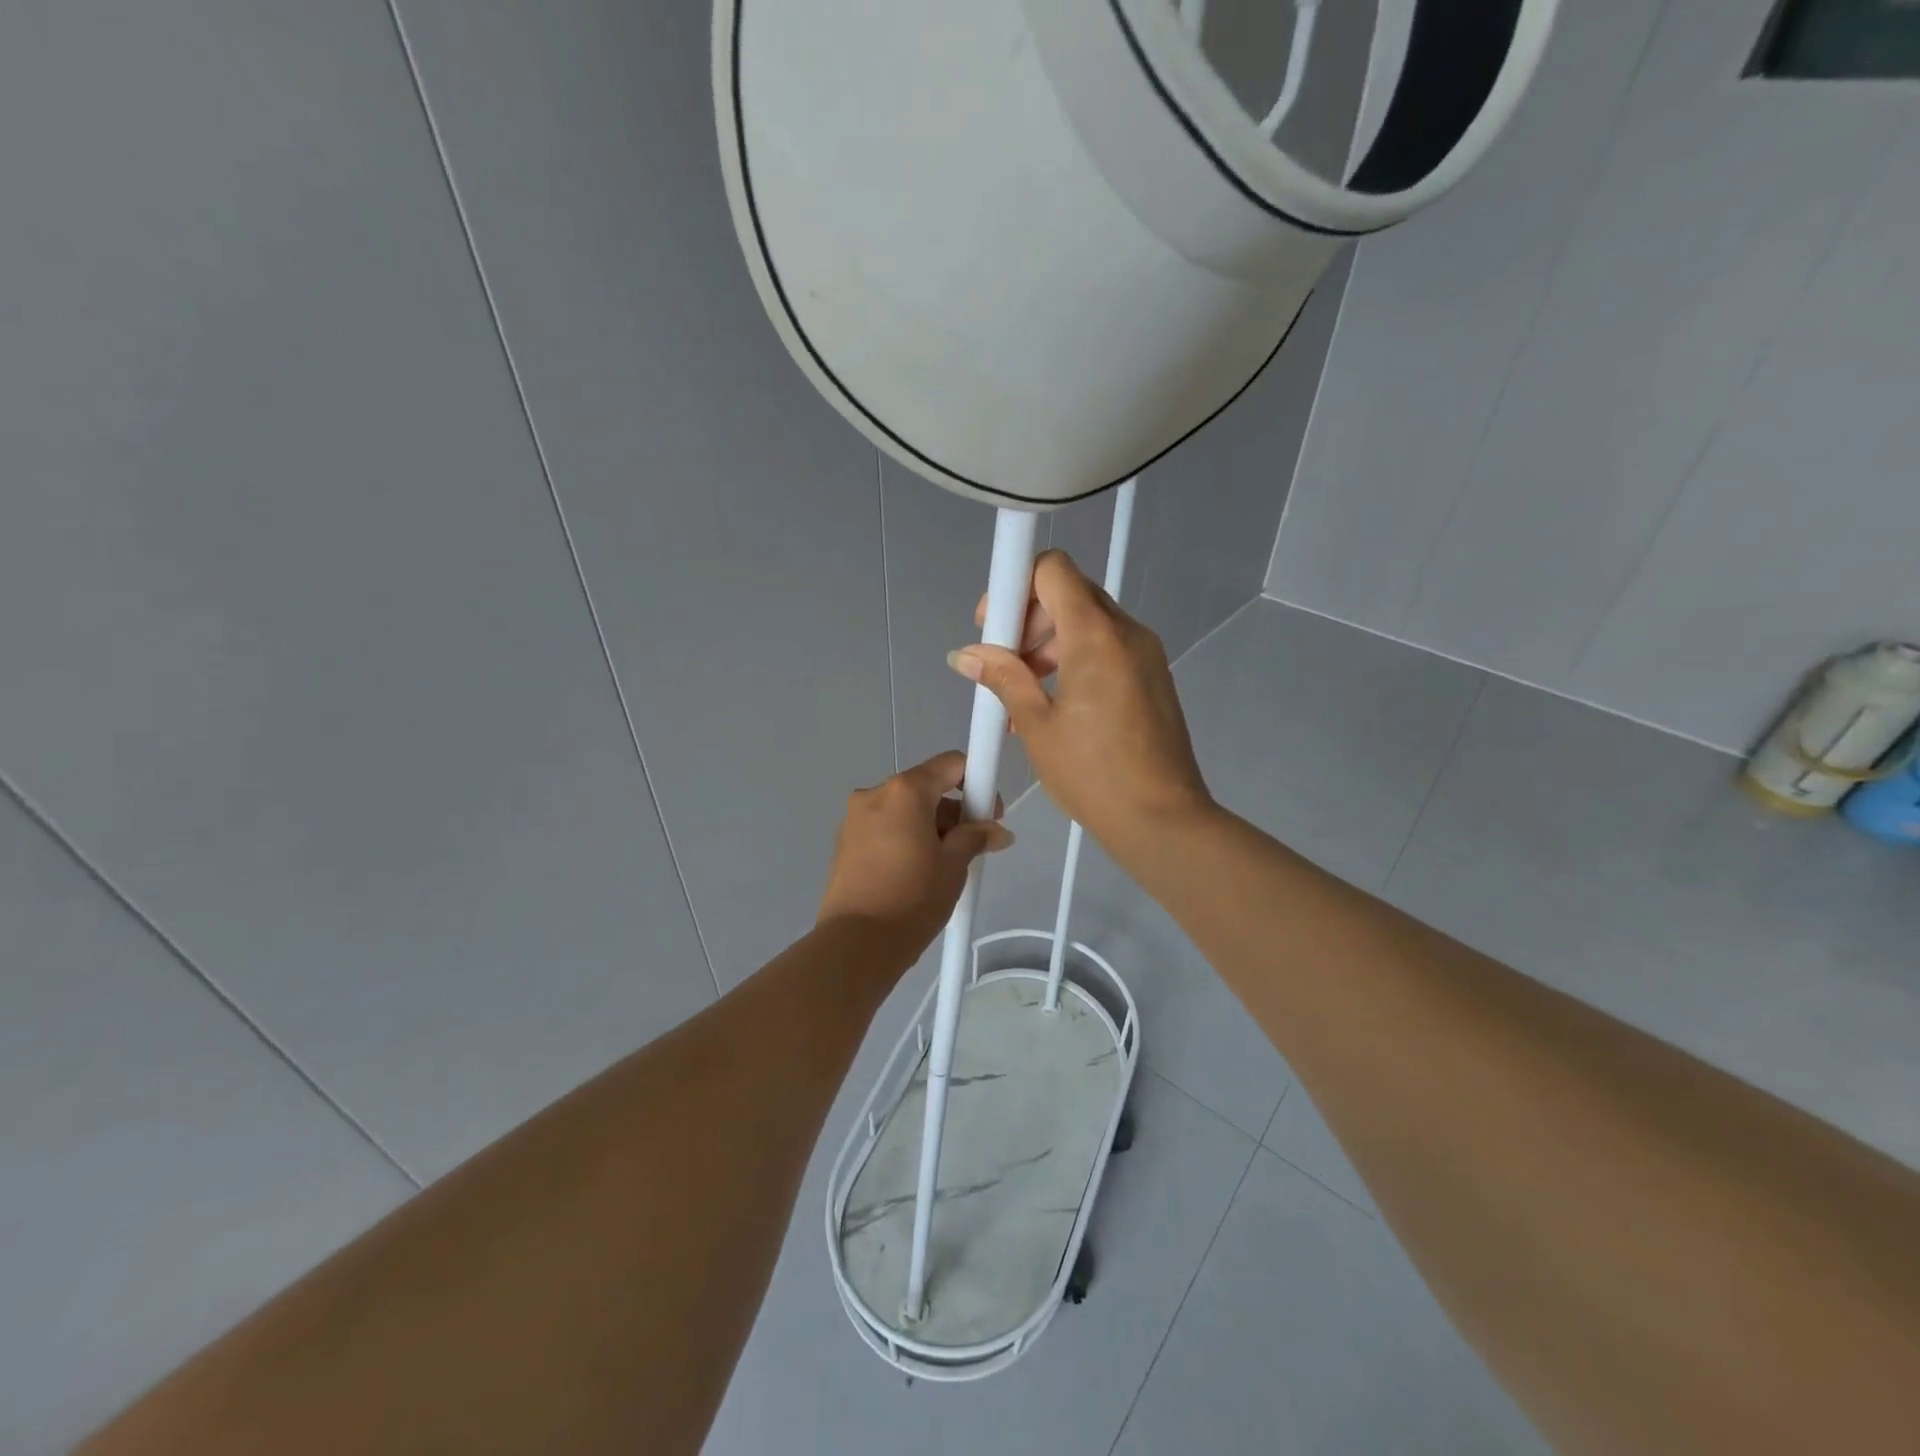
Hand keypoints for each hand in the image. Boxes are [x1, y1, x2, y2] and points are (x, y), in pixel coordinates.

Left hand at [817, 750, 1013, 960]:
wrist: (857, 944)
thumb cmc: (913, 897)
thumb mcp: (953, 865)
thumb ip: (976, 838)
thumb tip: (997, 832)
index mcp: (904, 790)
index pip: (950, 764)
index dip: (977, 781)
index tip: (988, 814)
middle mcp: (875, 793)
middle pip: (925, 787)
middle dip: (952, 811)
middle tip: (971, 846)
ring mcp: (854, 818)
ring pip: (903, 809)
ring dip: (928, 826)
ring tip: (943, 866)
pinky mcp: (843, 842)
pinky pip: (883, 828)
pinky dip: (904, 838)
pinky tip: (915, 873)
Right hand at [952, 550, 1212, 849]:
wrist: (1163, 820)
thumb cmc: (1093, 774)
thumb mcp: (1037, 725)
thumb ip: (1003, 678)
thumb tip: (966, 655)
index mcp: (1096, 635)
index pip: (1052, 569)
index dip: (1015, 587)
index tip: (994, 627)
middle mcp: (1127, 632)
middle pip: (1069, 594)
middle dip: (1029, 620)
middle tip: (1005, 664)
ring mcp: (1146, 654)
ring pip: (1088, 623)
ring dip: (1049, 644)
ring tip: (1024, 694)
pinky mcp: (1153, 677)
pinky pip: (1107, 649)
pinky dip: (1075, 661)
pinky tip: (1054, 705)